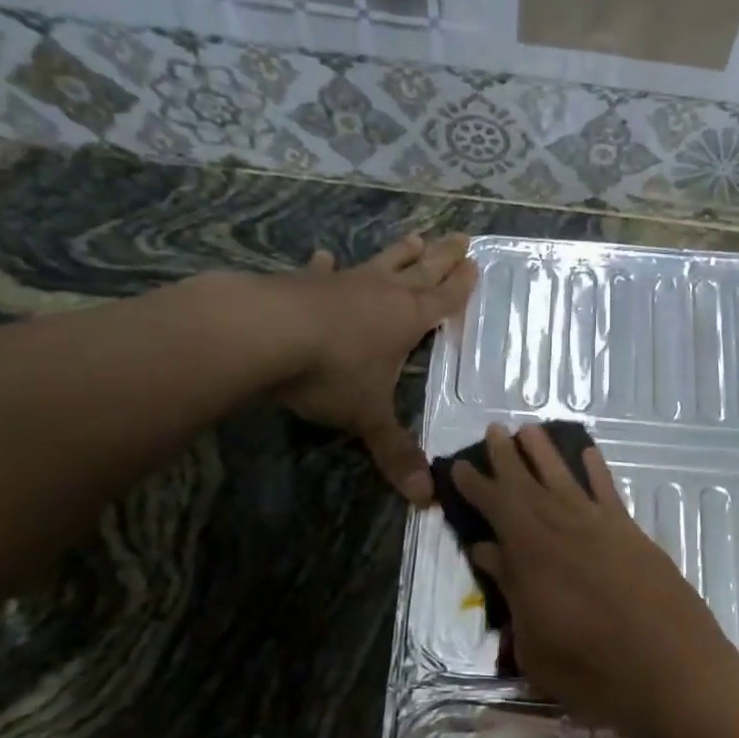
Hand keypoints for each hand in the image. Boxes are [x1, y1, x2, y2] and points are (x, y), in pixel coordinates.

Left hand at [269, 233, 475, 503]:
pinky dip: (327, 266)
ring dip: (399, 252)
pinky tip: (325, 257)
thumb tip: (425, 500)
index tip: (475, 264)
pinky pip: (323, 272)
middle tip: (462, 237)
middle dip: (443, 257)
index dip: (461, 286)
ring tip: (415, 237)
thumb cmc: (331, 374)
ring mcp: (343, 284)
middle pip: (421, 271)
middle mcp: (382, 294)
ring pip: (381, 263)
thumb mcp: (367, 418)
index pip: (444, 300)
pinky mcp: (304, 283)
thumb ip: (394, 453)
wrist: (263, 333)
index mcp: (407, 320)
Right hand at [452, 423, 738, 737]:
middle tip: (493, 430)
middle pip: (528, 482)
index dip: (476, 485)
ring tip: (530, 429)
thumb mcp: (533, 642)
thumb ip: (510, 589)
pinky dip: (597, 470)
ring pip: (566, 477)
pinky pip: (608, 492)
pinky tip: (589, 455)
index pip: (495, 506)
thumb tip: (486, 550)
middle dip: (507, 456)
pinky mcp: (632, 534)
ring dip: (546, 452)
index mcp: (531, 551)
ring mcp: (601, 526)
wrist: (671, 670)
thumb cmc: (591, 669)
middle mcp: (564, 526)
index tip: (460, 465)